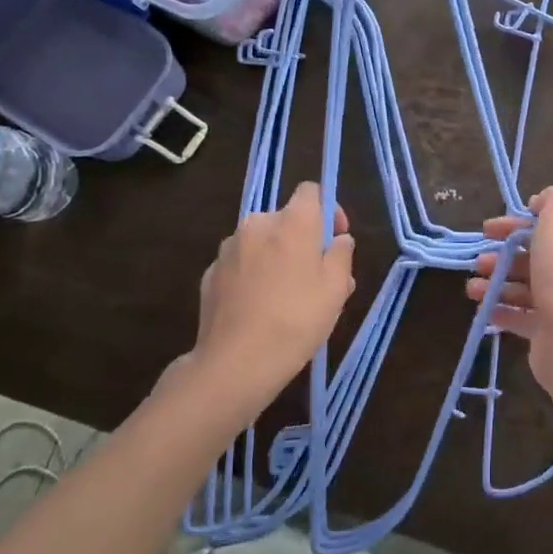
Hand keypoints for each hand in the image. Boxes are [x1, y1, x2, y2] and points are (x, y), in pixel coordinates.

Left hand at [174, 182, 354, 417]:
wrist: (235, 363)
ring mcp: (228, 248)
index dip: (328, 210)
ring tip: (288, 296)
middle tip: (317, 277)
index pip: (311, 191)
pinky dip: (254, 275)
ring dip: (277, 257)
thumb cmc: (296, 320)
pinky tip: (260, 308)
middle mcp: (257, 224)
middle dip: (303, 240)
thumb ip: (342, 255)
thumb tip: (339, 240)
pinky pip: (241, 264)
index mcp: (292, 221)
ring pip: (262, 242)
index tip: (335, 239)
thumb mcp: (337, 289)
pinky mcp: (210, 273)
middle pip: (286, 219)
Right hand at [466, 188, 552, 374]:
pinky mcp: (550, 334)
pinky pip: (522, 318)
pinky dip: (501, 311)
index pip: (550, 230)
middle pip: (535, 260)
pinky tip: (482, 308)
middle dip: (503, 258)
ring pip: (526, 289)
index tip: (488, 229)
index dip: (517, 226)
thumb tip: (543, 198)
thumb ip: (552, 203)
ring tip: (472, 288)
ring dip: (496, 284)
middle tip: (478, 261)